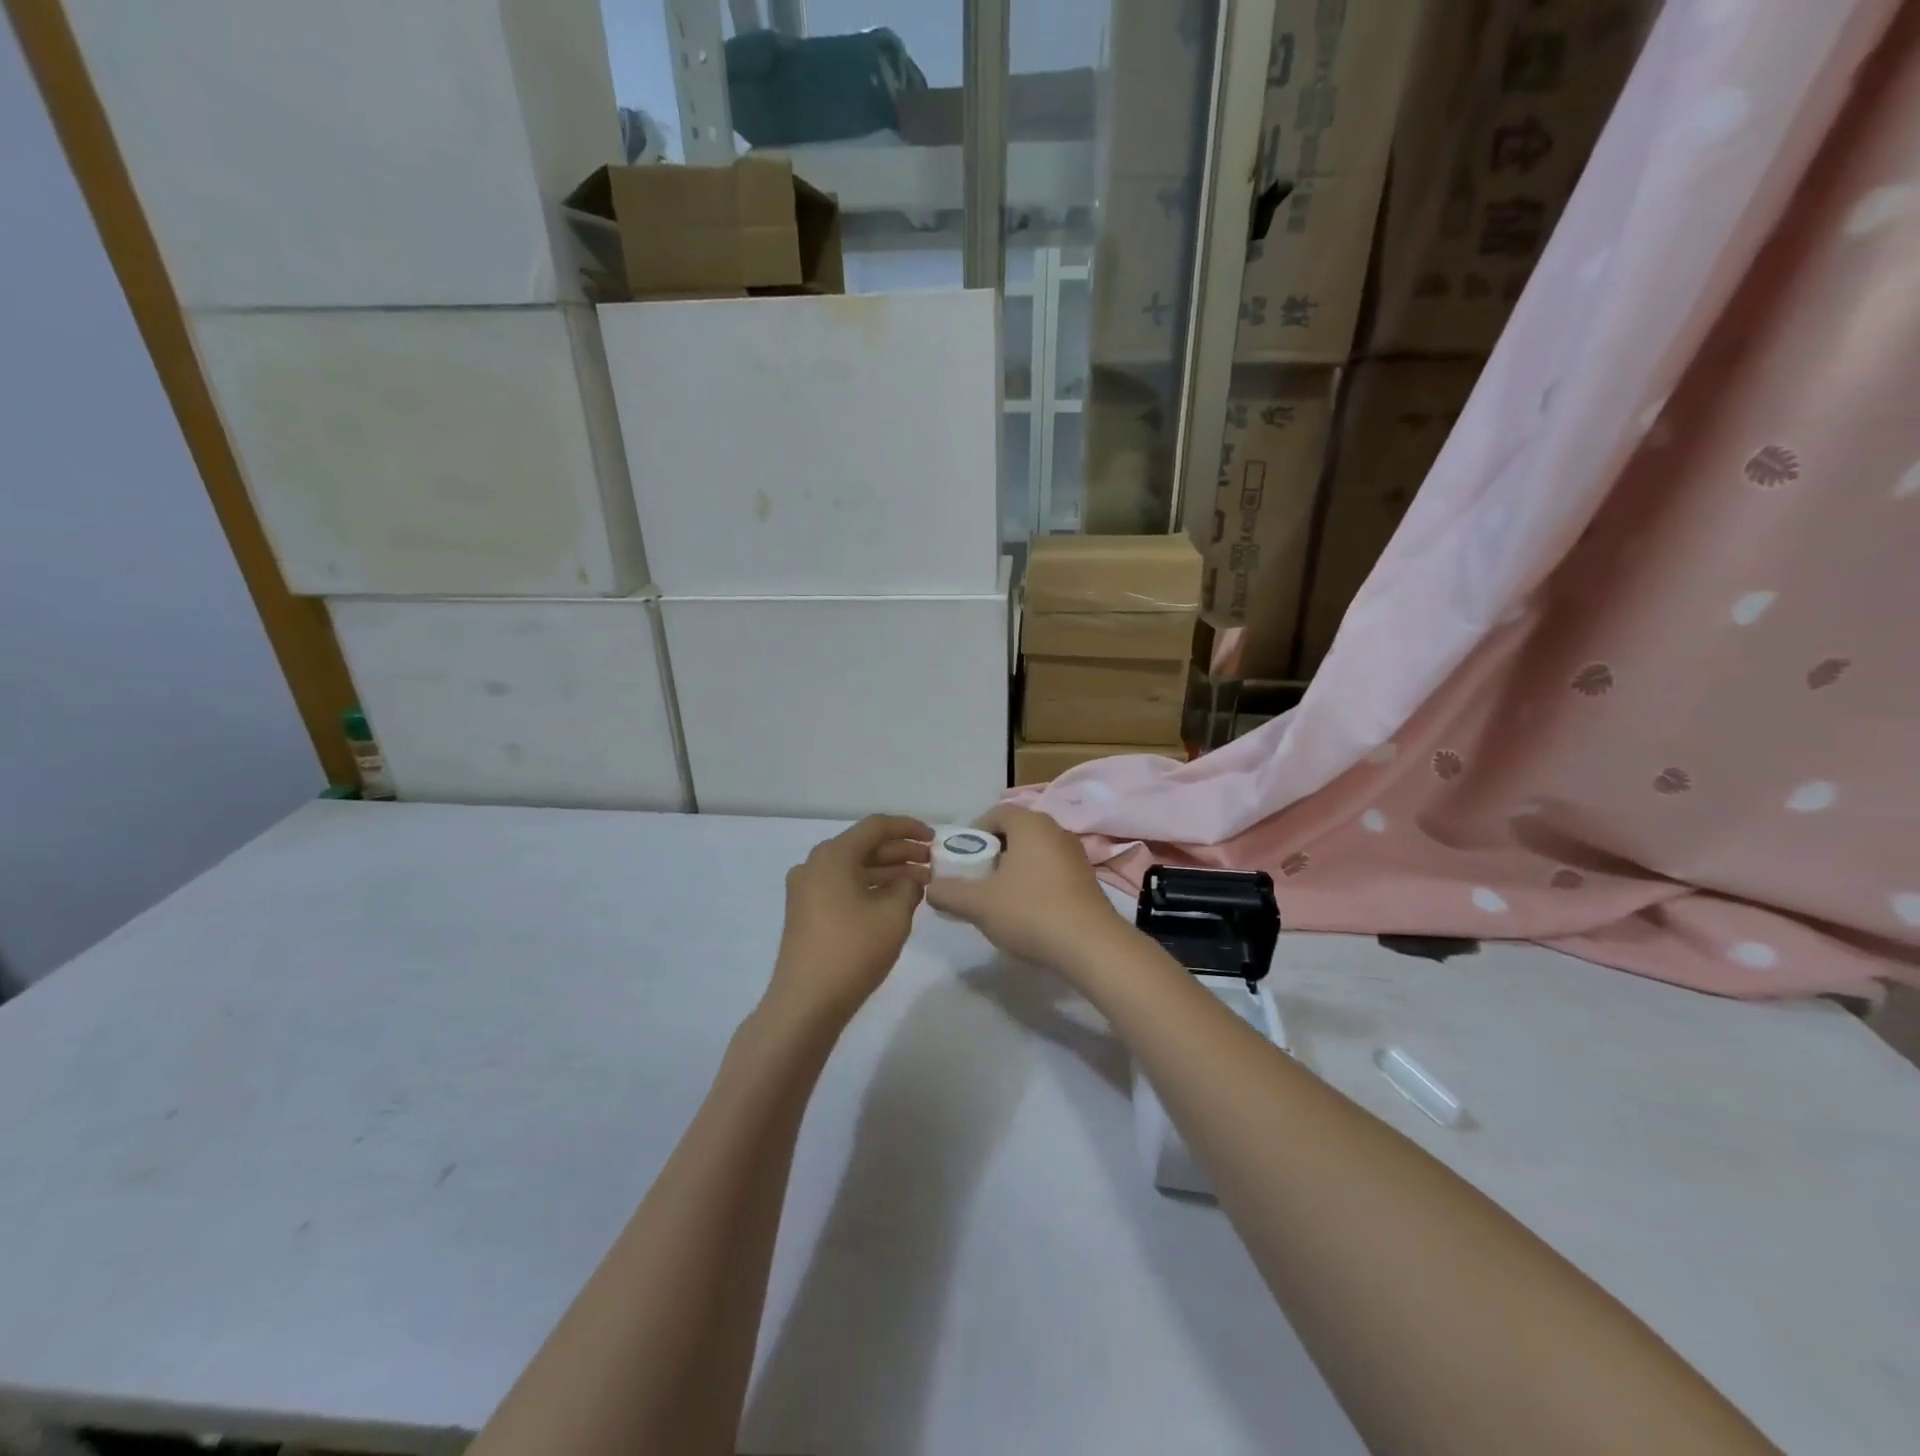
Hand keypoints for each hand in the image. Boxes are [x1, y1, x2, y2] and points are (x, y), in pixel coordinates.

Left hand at [767, 815, 932, 1027]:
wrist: (805, 1004)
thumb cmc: (853, 951)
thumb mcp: (893, 914)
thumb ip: (909, 885)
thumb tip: (911, 878)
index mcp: (833, 855)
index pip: (876, 826)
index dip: (909, 828)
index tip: (935, 838)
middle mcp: (815, 865)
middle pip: (864, 846)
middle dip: (901, 852)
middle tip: (933, 863)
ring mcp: (807, 890)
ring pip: (855, 869)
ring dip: (888, 872)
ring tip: (922, 883)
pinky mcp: (807, 913)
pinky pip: (844, 887)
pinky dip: (871, 888)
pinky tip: (896, 901)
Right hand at [924, 805, 1127, 977]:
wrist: (1091, 946)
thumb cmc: (1030, 911)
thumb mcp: (978, 904)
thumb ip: (948, 892)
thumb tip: (931, 888)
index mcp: (1030, 824)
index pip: (996, 813)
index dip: (974, 833)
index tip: (962, 859)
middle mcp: (1056, 831)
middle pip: (1016, 833)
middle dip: (993, 853)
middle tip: (977, 880)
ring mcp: (1075, 855)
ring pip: (1035, 853)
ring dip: (1015, 870)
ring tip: (1000, 899)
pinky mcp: (1087, 880)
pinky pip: (1052, 871)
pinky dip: (1035, 884)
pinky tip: (1028, 912)